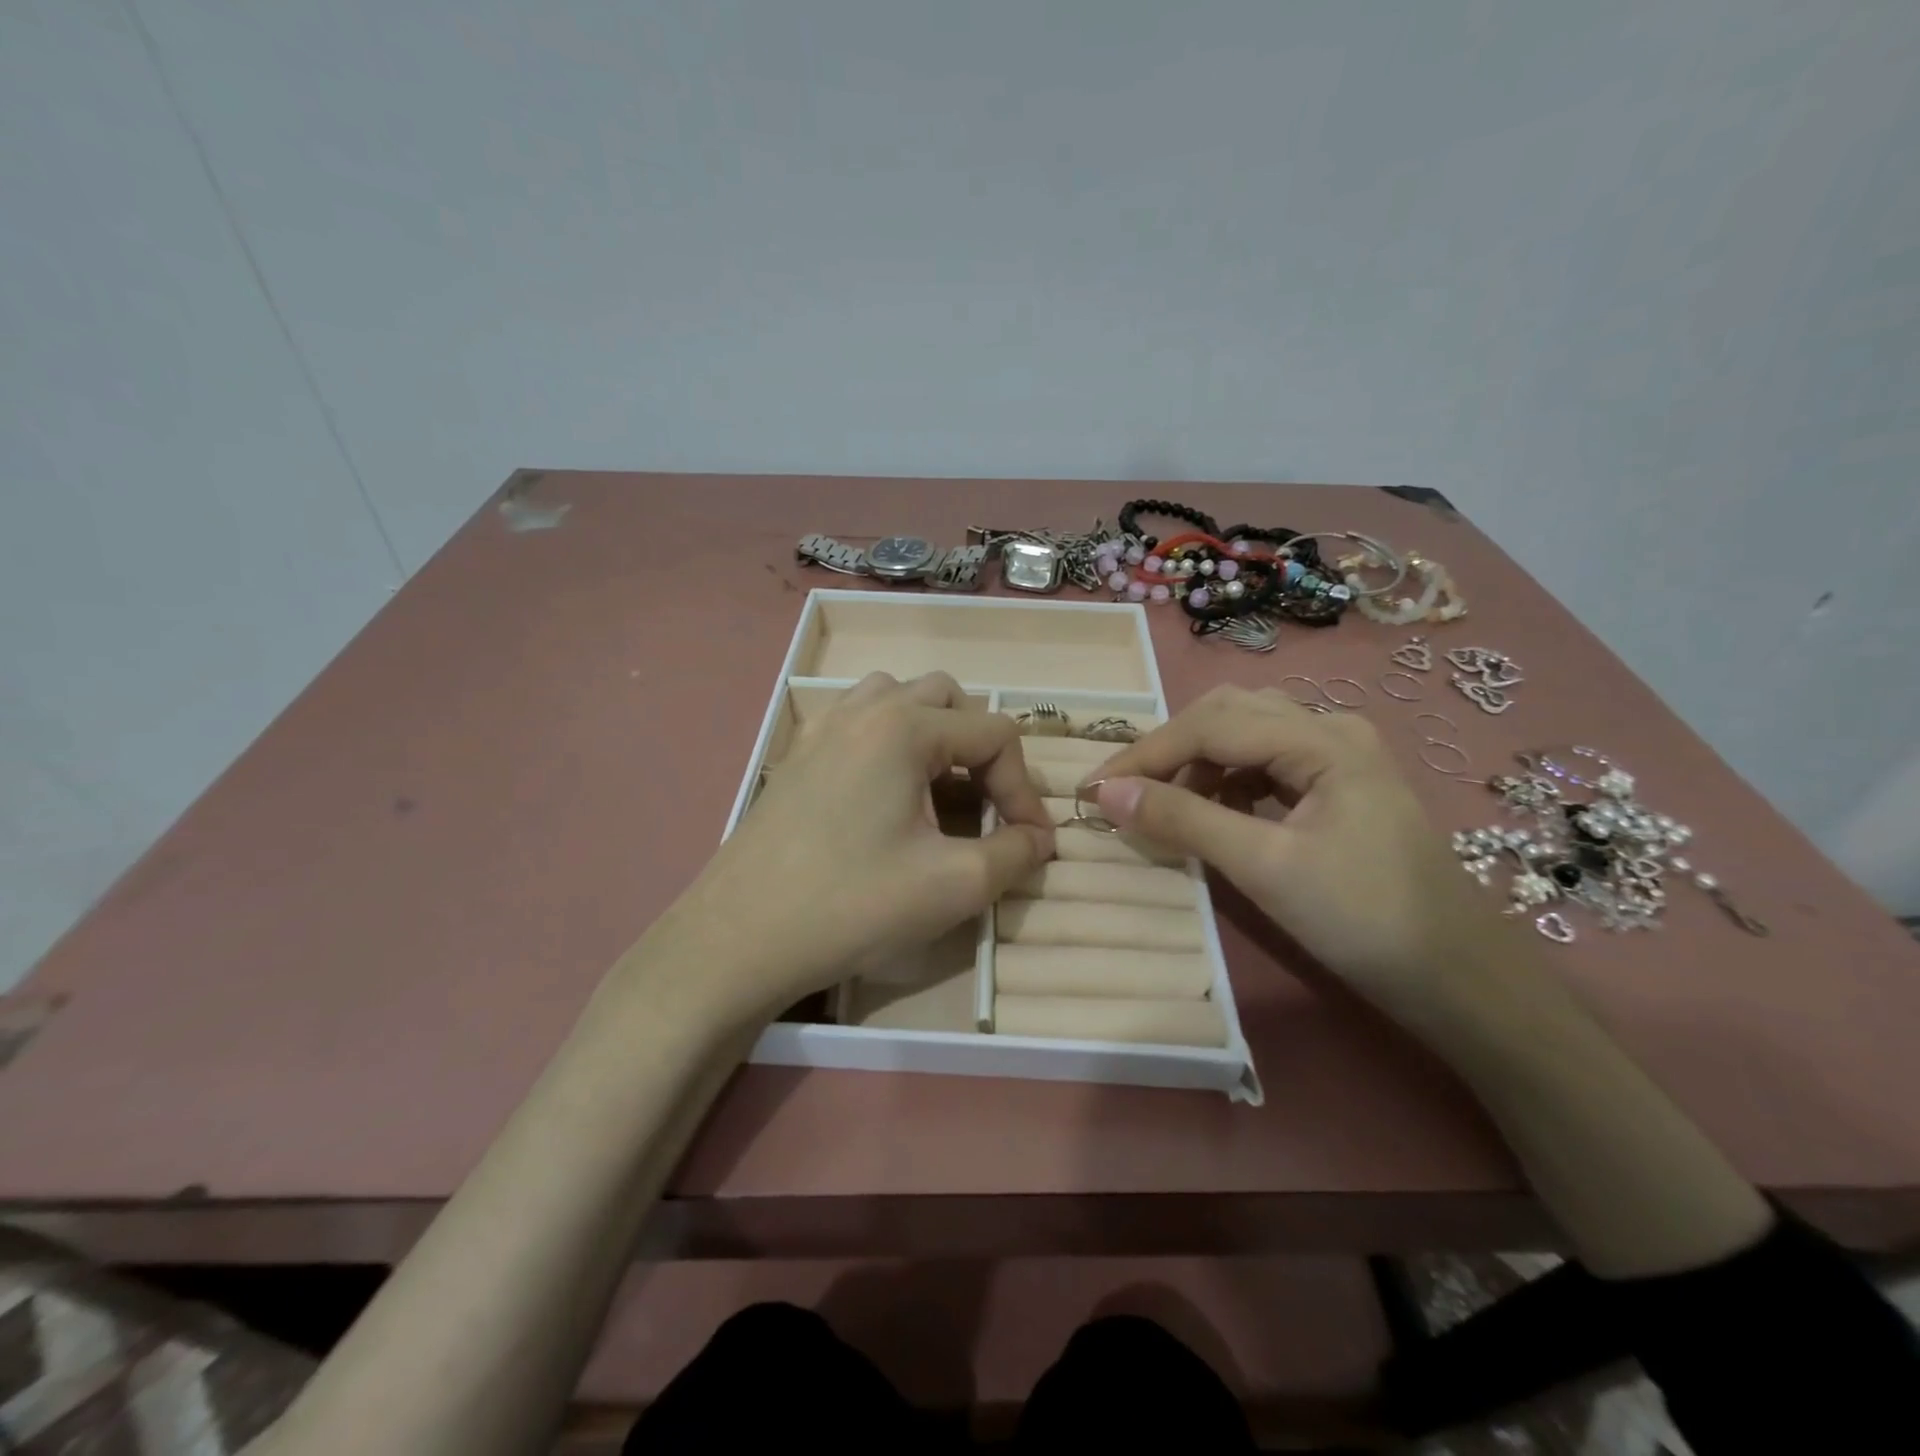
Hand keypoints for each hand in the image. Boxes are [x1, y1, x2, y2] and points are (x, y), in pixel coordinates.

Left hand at [661, 671, 1054, 1021]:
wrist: (739, 938)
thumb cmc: (851, 904)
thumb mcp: (953, 885)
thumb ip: (1015, 853)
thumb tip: (1041, 839)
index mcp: (904, 726)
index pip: (995, 733)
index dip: (1024, 788)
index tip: (1028, 843)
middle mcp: (864, 709)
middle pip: (948, 699)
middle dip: (981, 750)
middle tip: (985, 806)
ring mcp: (823, 728)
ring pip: (898, 700)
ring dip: (934, 734)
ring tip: (938, 788)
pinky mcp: (797, 755)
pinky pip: (858, 722)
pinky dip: (890, 742)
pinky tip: (886, 795)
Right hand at [1092, 685, 1521, 1020]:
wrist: (1459, 979)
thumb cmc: (1363, 920)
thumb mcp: (1264, 867)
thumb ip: (1183, 820)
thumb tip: (1106, 792)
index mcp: (1322, 739)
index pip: (1211, 725)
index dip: (1145, 754)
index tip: (1093, 789)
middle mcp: (1331, 730)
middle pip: (1228, 714)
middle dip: (1169, 749)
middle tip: (1126, 791)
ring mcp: (1340, 756)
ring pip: (1247, 734)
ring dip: (1196, 762)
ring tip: (1163, 805)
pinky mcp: (1339, 786)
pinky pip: (1267, 762)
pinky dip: (1226, 780)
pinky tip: (1213, 811)